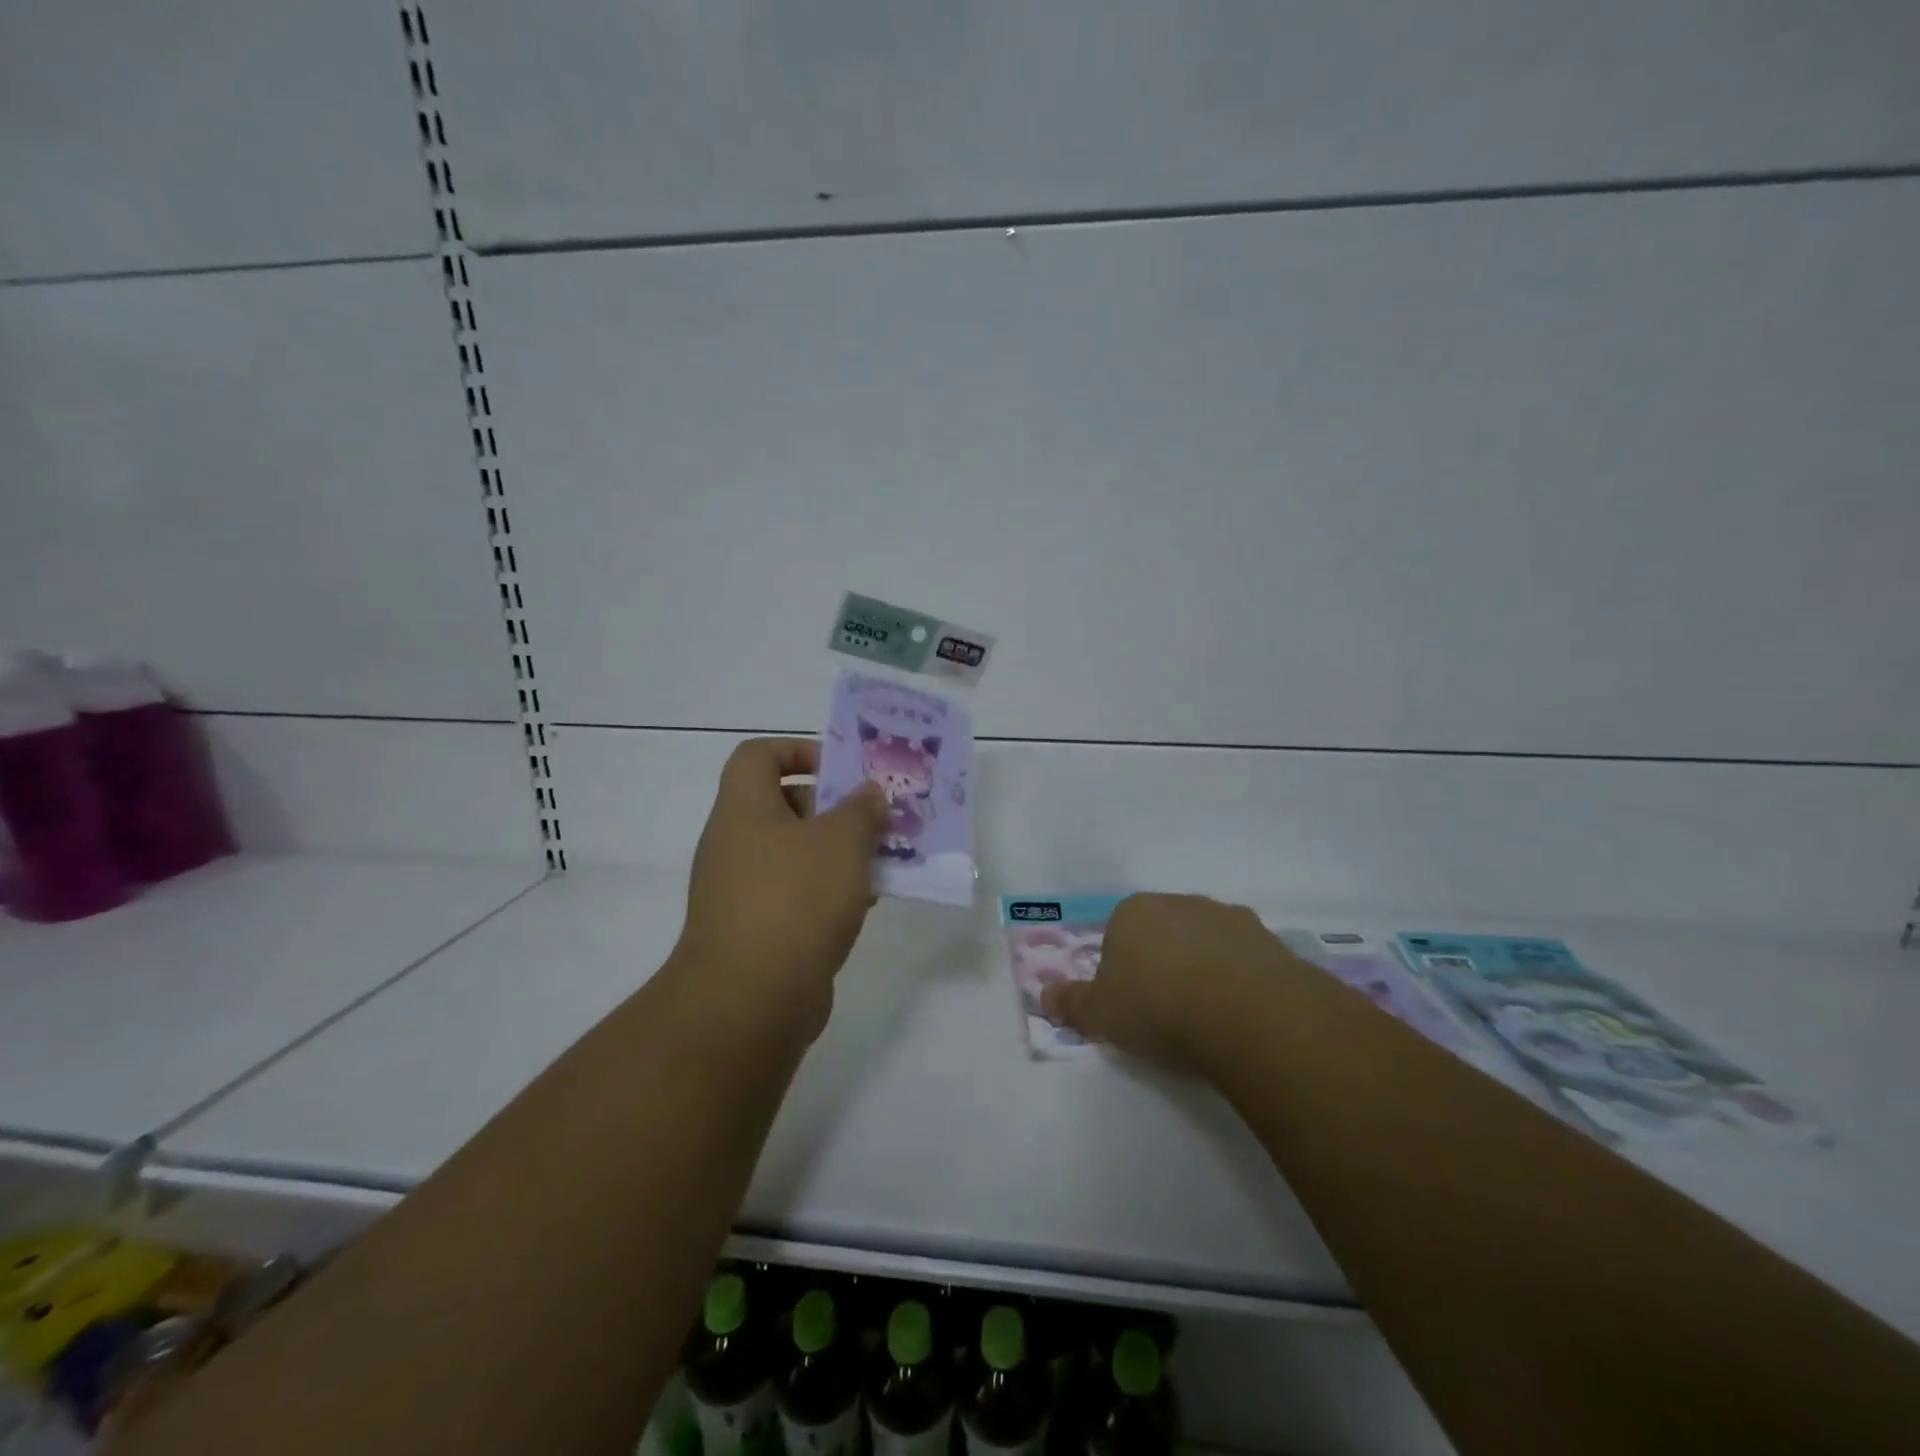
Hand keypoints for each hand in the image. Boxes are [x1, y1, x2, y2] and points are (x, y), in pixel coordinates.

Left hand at [670, 738, 888, 1044]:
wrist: (751, 998)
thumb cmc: (796, 899)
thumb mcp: (842, 841)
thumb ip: (861, 809)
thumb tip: (868, 794)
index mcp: (744, 808)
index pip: (758, 755)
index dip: (798, 750)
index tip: (840, 770)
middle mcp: (735, 843)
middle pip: (782, 804)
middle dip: (833, 807)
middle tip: (873, 818)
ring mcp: (741, 890)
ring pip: (795, 853)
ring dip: (837, 853)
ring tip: (881, 861)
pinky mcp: (756, 929)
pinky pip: (796, 894)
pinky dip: (828, 892)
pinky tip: (864, 905)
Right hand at [1041, 892, 1291, 1070]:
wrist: (1243, 1012)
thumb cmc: (1156, 1006)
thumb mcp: (1099, 1013)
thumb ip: (1071, 1003)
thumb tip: (1045, 997)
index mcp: (1133, 911)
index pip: (1118, 933)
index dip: (1122, 969)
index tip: (1130, 1004)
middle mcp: (1179, 902)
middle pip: (1163, 933)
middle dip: (1163, 963)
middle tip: (1167, 1011)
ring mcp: (1226, 917)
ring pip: (1206, 943)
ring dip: (1204, 969)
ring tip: (1207, 1017)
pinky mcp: (1268, 938)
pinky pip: (1244, 960)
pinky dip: (1240, 980)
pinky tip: (1241, 1014)